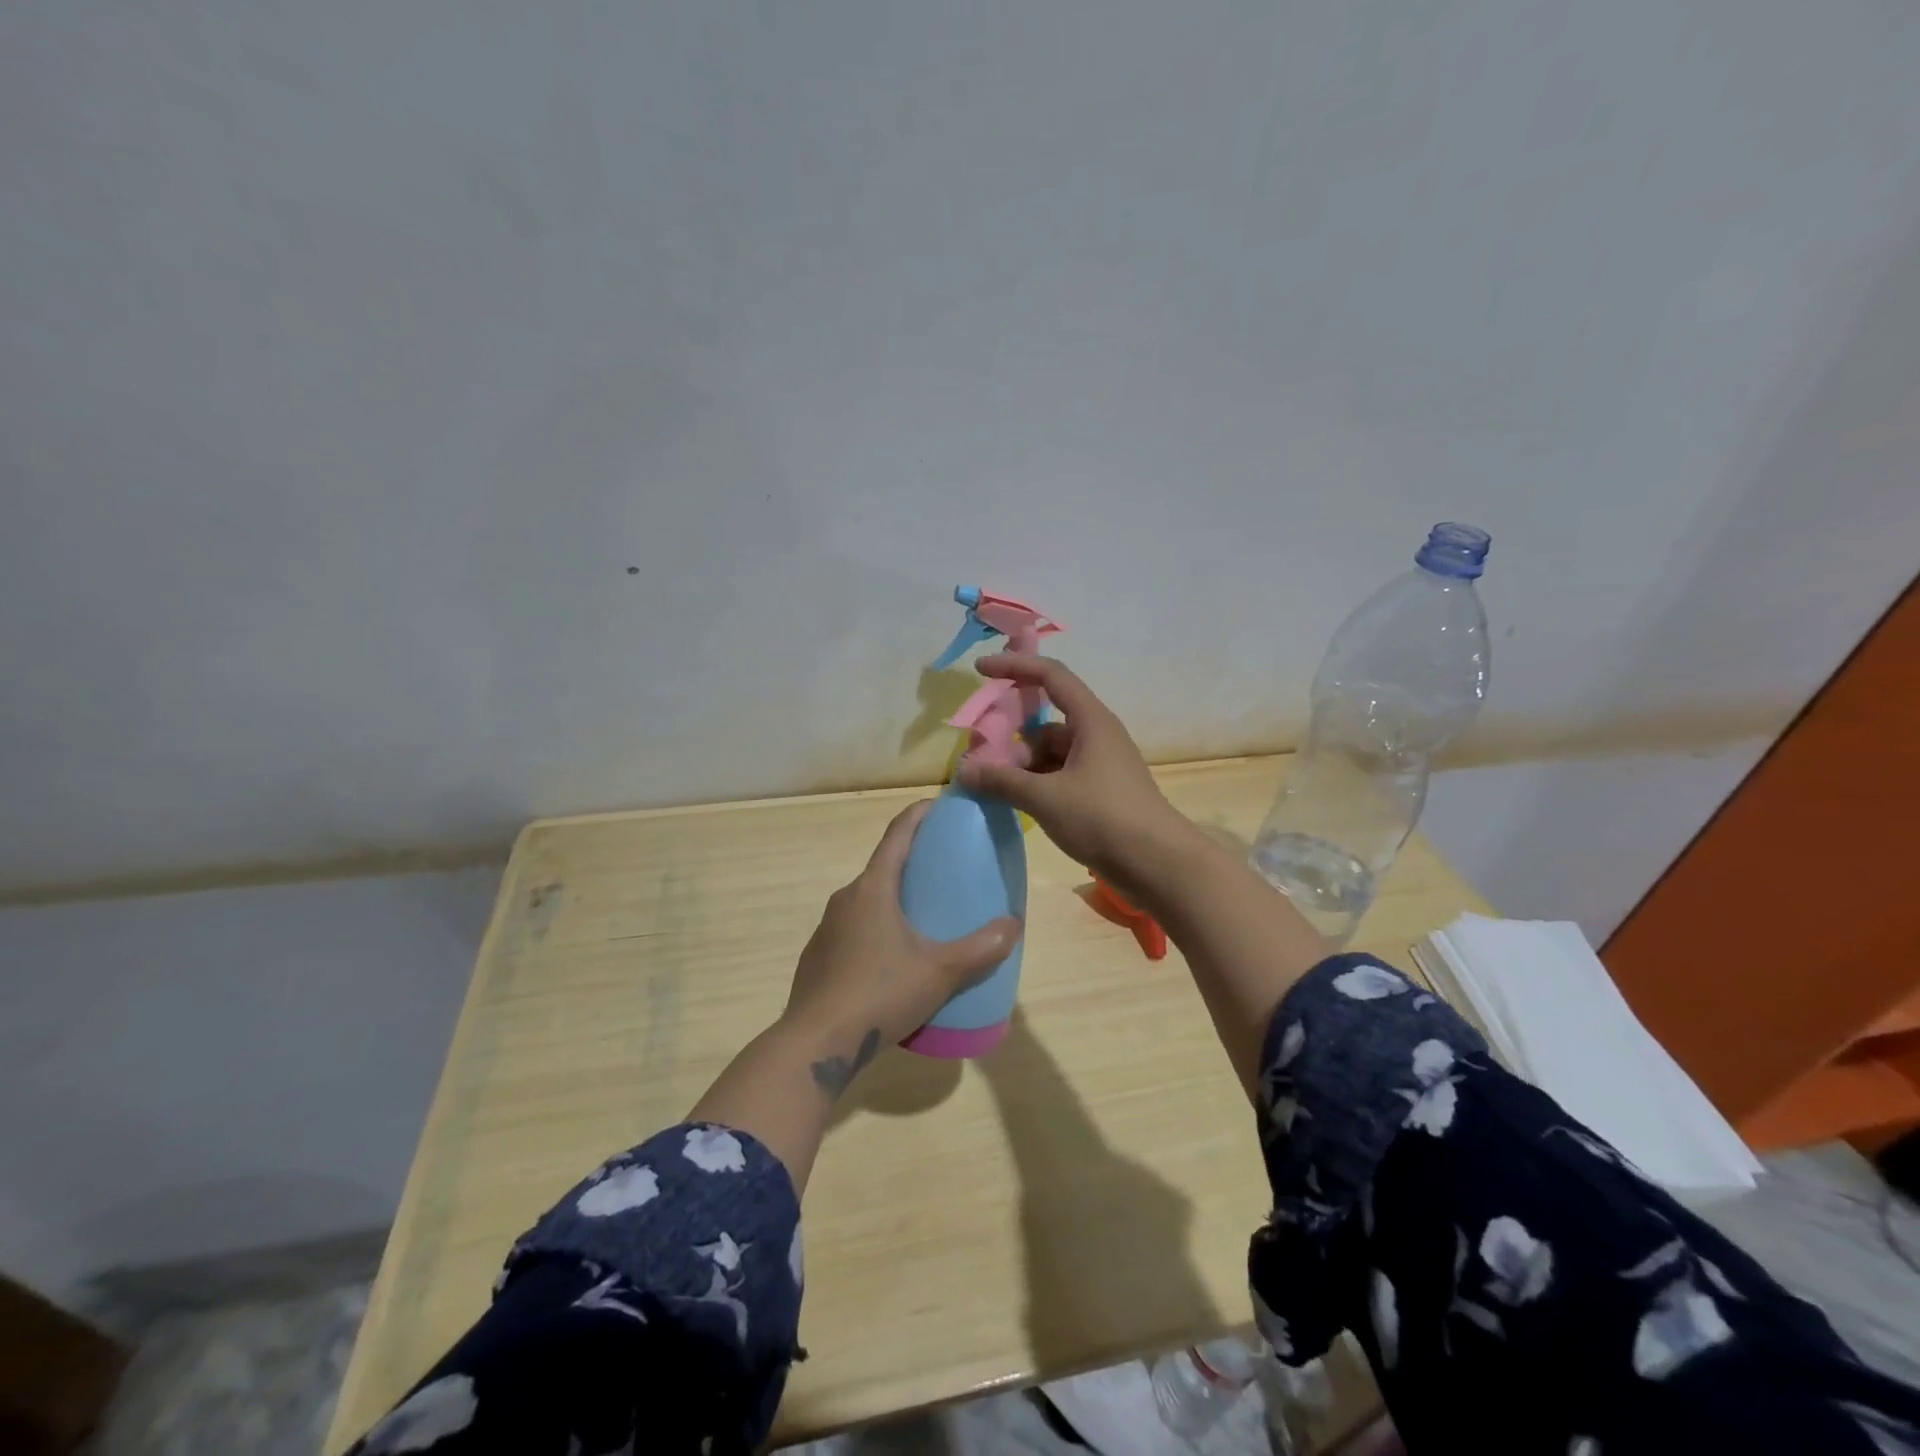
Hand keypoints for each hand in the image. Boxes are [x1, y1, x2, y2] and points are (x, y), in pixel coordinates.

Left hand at [782, 800, 1020, 1096]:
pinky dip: (880, 928)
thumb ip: (980, 949)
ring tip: (928, 917)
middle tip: (948, 871)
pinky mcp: (820, 957)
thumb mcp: (939, 972)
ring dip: (897, 899)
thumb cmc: (879, 994)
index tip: (941, 805)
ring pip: (869, 901)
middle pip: (884, 866)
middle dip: (915, 862)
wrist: (815, 1044)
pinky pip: (856, 929)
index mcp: (872, 888)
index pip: (897, 834)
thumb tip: (1013, 925)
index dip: (920, 814)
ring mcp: (828, 929)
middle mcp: (846, 899)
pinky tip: (897, 960)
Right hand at [955, 654, 1188, 890]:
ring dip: (1023, 767)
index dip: (1014, 667)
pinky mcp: (1101, 791)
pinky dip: (1038, 784)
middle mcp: (1097, 735)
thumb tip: (964, 771)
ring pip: (1051, 753)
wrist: (1158, 864)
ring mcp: (1101, 764)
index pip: (1049, 676)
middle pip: (1045, 722)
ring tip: (997, 791)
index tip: (980, 670)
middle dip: (1013, 739)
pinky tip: (1019, 805)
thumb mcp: (1045, 798)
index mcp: (1090, 720)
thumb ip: (1002, 781)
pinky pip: (1061, 775)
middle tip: (983, 763)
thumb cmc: (1103, 818)